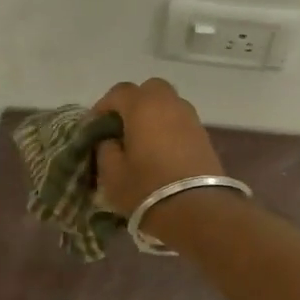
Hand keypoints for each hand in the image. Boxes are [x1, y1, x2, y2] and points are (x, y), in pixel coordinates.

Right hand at [92, 78, 225, 223]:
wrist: (198, 210)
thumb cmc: (147, 189)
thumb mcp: (112, 174)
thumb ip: (105, 149)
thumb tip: (110, 140)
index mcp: (143, 106)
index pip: (118, 92)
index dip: (103, 107)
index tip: (94, 128)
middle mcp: (169, 103)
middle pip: (149, 89)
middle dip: (133, 103)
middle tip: (121, 127)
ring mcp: (190, 118)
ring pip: (168, 104)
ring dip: (153, 115)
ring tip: (141, 141)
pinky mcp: (204, 136)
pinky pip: (180, 121)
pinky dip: (168, 128)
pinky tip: (160, 151)